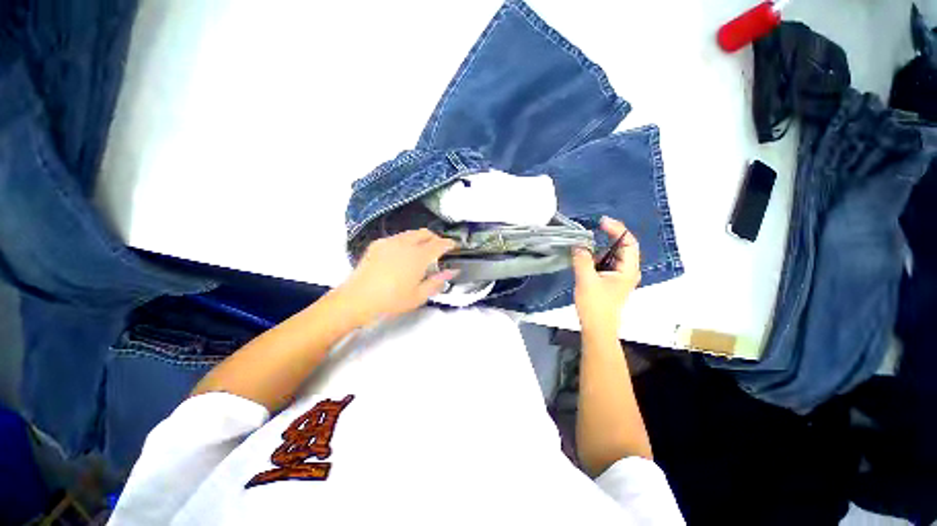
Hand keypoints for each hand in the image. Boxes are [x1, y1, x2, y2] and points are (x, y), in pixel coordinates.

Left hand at [338, 229, 457, 324]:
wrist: (357, 299)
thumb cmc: (391, 301)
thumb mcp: (419, 296)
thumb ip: (437, 281)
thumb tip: (452, 271)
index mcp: (418, 257)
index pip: (439, 244)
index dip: (448, 244)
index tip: (454, 246)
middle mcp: (405, 244)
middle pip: (425, 233)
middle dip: (435, 238)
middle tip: (438, 248)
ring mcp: (390, 242)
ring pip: (411, 233)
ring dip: (420, 238)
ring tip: (421, 251)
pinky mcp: (377, 244)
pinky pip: (397, 237)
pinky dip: (406, 241)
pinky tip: (402, 254)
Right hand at [572, 217, 640, 335]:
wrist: (597, 328)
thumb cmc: (595, 305)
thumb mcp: (587, 280)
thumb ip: (582, 259)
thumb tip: (578, 244)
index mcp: (628, 269)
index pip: (629, 243)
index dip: (617, 229)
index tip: (601, 222)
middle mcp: (627, 271)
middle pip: (622, 247)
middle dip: (609, 235)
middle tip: (593, 227)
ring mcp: (619, 276)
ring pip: (612, 255)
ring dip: (600, 246)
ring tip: (586, 239)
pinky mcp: (609, 281)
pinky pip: (605, 263)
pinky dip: (596, 256)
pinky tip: (584, 255)